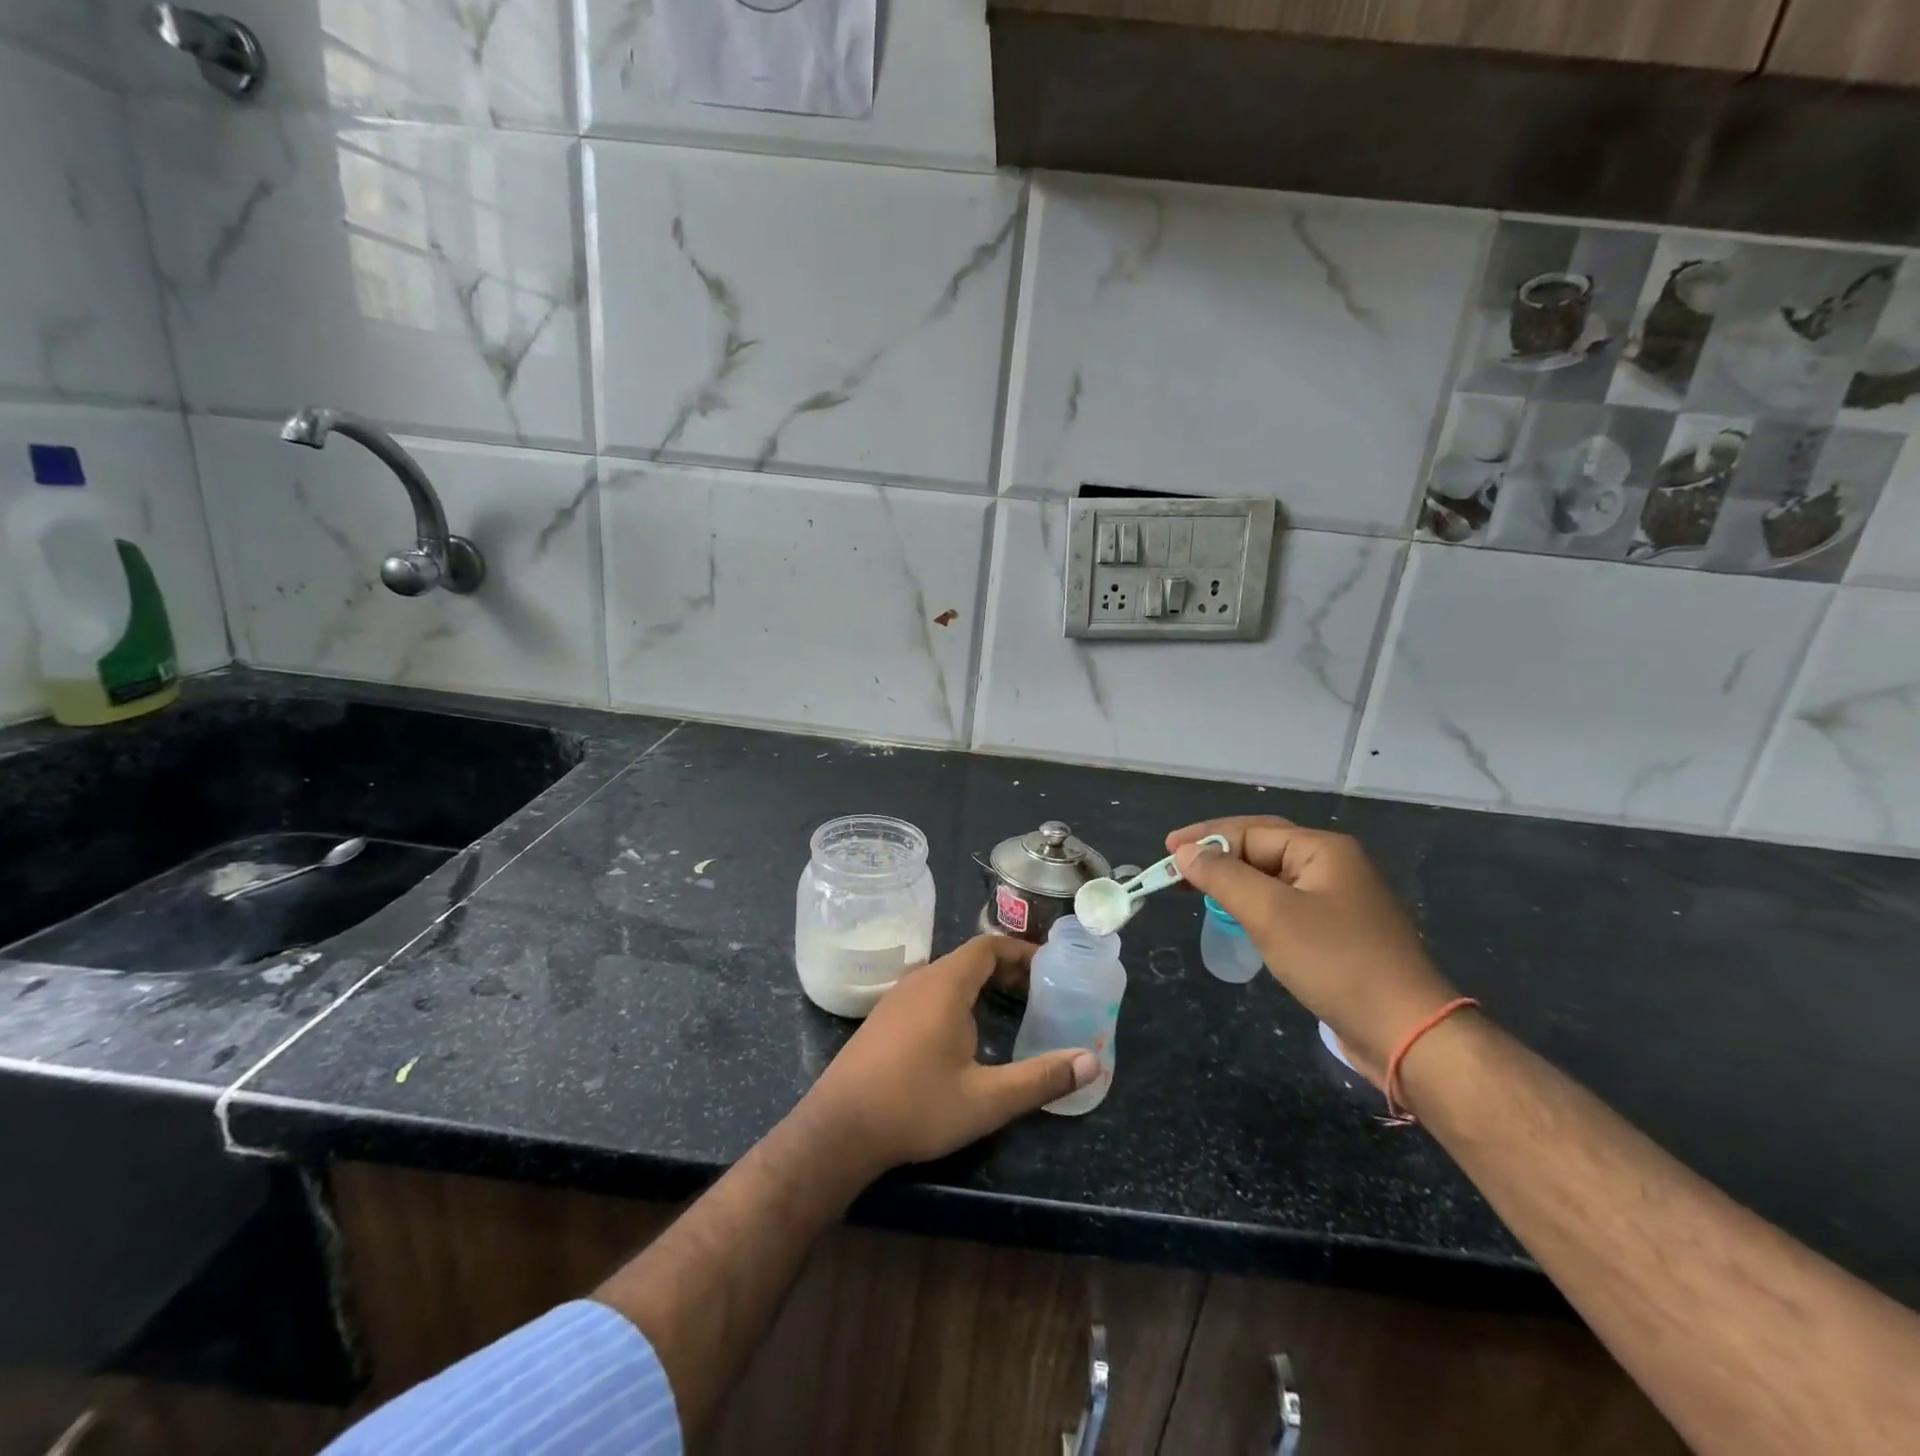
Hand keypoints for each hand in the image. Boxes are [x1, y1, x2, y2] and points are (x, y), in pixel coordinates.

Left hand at [800, 936, 1099, 1173]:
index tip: (1048, 966)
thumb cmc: (916, 1106)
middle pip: (968, 959)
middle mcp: (919, 979)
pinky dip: (955, 997)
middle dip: (1005, 969)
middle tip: (1037, 992)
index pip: (988, 947)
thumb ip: (1040, 1079)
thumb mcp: (987, 1100)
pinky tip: (963, 1033)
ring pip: (946, 975)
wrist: (839, 1129)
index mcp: (945, 985)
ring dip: (978, 984)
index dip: (1020, 951)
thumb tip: (1092, 1062)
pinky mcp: (882, 1019)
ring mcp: (895, 998)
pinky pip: (927, 991)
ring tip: (1008, 1008)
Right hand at [1169, 817, 1461, 1084]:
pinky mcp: (1337, 932)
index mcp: (1323, 849)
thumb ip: (1224, 877)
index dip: (1205, 839)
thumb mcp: (1270, 914)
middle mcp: (1333, 865)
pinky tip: (1234, 916)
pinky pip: (1284, 904)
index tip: (1166, 854)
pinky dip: (1253, 904)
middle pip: (1262, 848)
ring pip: (1272, 878)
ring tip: (1194, 888)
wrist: (1406, 1031)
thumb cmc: (1335, 961)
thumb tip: (1186, 852)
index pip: (1251, 831)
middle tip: (1174, 866)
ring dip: (1232, 880)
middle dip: (1216, 855)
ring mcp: (1338, 900)